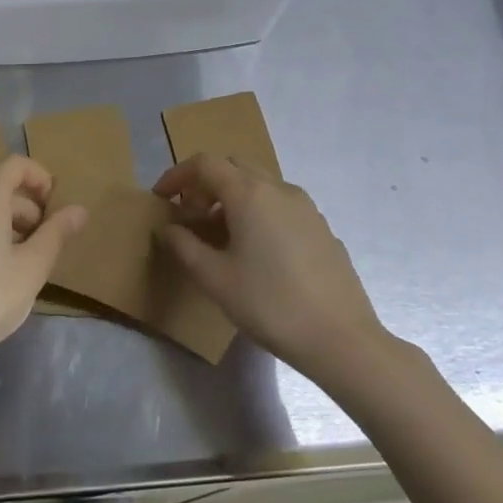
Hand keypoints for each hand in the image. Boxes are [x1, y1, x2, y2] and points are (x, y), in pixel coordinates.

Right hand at [154, 154, 385, 378]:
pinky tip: (258, 252)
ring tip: (222, 236)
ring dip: (233, 197)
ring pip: (260, 184)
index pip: (205, 163)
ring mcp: (305, 206)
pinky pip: (281, 205)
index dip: (177, 175)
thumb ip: (185, 247)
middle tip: (192, 216)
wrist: (341, 339)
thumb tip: (168, 228)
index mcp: (249, 193)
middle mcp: (278, 188)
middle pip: (233, 166)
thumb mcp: (215, 279)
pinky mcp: (322, 227)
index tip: (161, 198)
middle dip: (206, 183)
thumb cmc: (270, 304)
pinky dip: (259, 212)